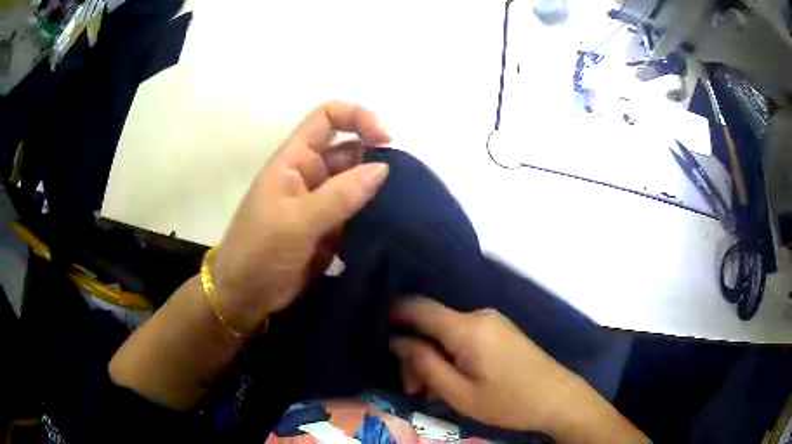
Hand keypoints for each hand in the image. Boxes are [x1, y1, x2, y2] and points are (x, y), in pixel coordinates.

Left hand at [211, 101, 390, 333]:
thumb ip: (341, 195)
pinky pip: (355, 213)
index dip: (357, 117)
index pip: (327, 118)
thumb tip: (382, 168)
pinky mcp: (327, 229)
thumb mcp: (297, 221)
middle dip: (375, 159)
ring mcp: (319, 203)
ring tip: (402, 207)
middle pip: (349, 150)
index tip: (385, 141)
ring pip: (355, 184)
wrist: (244, 296)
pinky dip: (371, 217)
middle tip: (404, 184)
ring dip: (376, 192)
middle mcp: (309, 174)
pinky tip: (389, 228)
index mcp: (294, 160)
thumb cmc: (259, 252)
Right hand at [390, 298, 583, 432]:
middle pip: (432, 324)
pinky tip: (453, 379)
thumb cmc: (508, 402)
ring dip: (433, 357)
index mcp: (467, 328)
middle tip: (413, 388)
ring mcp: (493, 321)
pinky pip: (465, 337)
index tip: (375, 332)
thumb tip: (397, 342)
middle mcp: (479, 315)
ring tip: (432, 390)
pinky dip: (451, 355)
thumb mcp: (459, 393)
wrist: (558, 399)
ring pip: (447, 332)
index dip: (392, 314)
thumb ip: (424, 364)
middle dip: (415, 353)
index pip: (417, 307)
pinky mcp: (501, 331)